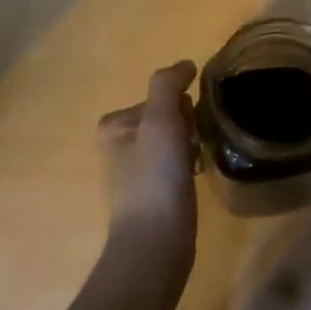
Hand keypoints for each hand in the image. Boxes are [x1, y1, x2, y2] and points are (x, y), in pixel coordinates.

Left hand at [98, 61, 199, 270]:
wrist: (155, 244)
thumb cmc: (155, 178)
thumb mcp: (160, 120)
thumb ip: (168, 84)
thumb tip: (185, 65)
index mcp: (114, 125)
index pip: (161, 96)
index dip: (181, 108)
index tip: (186, 128)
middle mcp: (119, 145)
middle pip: (168, 116)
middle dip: (187, 125)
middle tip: (192, 147)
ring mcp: (135, 172)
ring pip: (175, 139)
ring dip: (191, 145)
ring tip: (196, 164)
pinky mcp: (152, 195)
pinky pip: (176, 164)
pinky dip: (189, 165)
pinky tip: (195, 180)